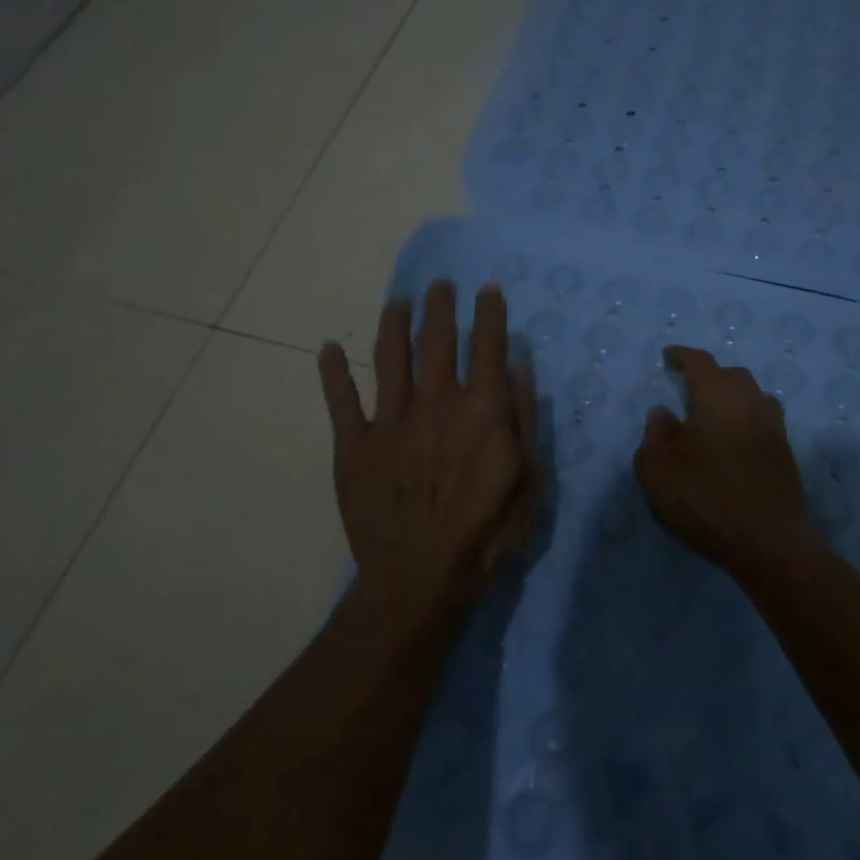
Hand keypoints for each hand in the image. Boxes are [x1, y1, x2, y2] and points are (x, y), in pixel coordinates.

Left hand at [319, 281, 538, 609]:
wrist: (420, 574)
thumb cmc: (487, 532)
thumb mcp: (531, 480)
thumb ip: (524, 420)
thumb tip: (519, 368)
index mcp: (481, 409)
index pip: (488, 346)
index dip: (489, 314)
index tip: (487, 290)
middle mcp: (435, 401)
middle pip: (437, 340)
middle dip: (440, 307)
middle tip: (440, 284)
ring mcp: (390, 420)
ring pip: (391, 358)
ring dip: (394, 324)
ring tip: (398, 301)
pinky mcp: (354, 444)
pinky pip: (341, 400)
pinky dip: (333, 372)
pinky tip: (329, 348)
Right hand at [634, 346, 819, 577]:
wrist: (768, 541)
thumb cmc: (704, 498)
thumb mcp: (657, 469)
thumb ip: (655, 435)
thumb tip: (663, 413)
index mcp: (717, 396)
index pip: (699, 362)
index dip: (682, 356)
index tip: (669, 356)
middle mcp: (750, 402)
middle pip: (731, 375)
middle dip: (710, 376)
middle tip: (689, 387)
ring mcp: (774, 427)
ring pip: (753, 397)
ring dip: (732, 397)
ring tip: (713, 413)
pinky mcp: (785, 453)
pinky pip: (762, 422)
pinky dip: (745, 421)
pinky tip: (733, 440)